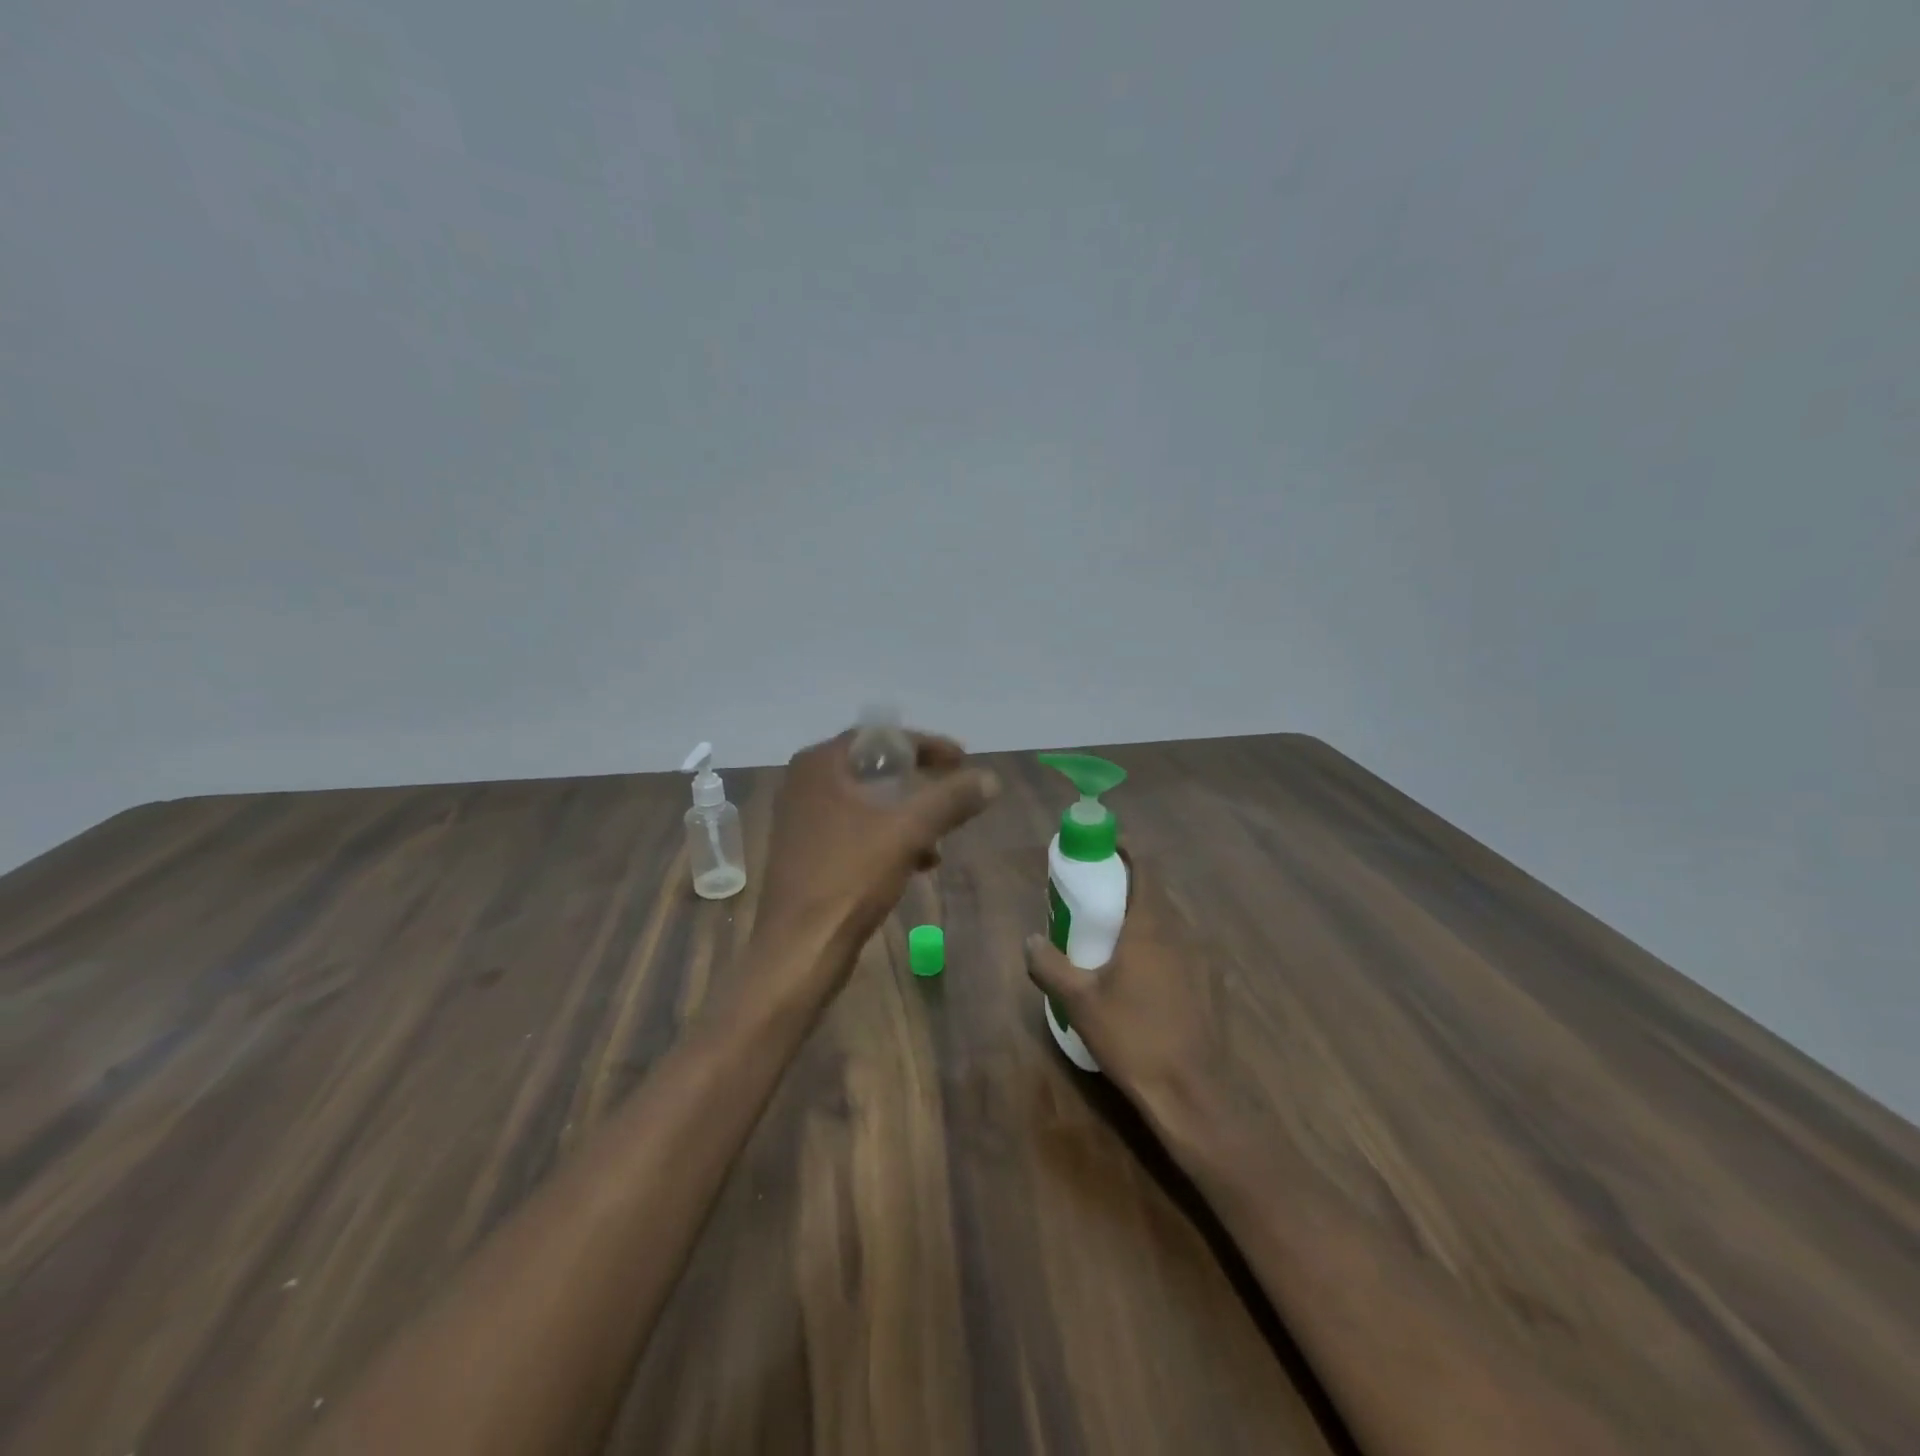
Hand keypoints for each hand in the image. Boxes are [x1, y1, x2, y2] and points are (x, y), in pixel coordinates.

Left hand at [754, 727, 998, 985]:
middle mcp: (806, 783)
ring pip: (869, 802)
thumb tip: (991, 778)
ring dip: (908, 814)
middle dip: (919, 782)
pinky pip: (858, 829)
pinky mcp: (808, 852)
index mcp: (820, 764)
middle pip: (876, 768)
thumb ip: (951, 799)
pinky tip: (919, 862)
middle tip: (954, 789)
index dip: (927, 745)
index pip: (881, 736)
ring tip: (942, 836)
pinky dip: (889, 837)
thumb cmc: (849, 878)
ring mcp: (804, 819)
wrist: (799, 949)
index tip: (963, 760)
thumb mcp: (908, 831)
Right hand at [1023, 857, 1229, 1136]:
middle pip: (1157, 893)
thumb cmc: (1133, 1037)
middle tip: (1097, 896)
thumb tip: (1030, 940)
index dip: (1125, 851)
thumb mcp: (1079, 1002)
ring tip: (1116, 937)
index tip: (1102, 848)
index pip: (1145, 867)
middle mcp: (1184, 932)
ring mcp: (1204, 960)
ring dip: (1145, 919)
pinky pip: (1184, 949)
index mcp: (1152, 925)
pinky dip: (1162, 947)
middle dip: (1128, 886)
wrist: (1194, 1094)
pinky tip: (1145, 977)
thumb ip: (1050, 964)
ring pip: (1172, 923)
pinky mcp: (1213, 986)